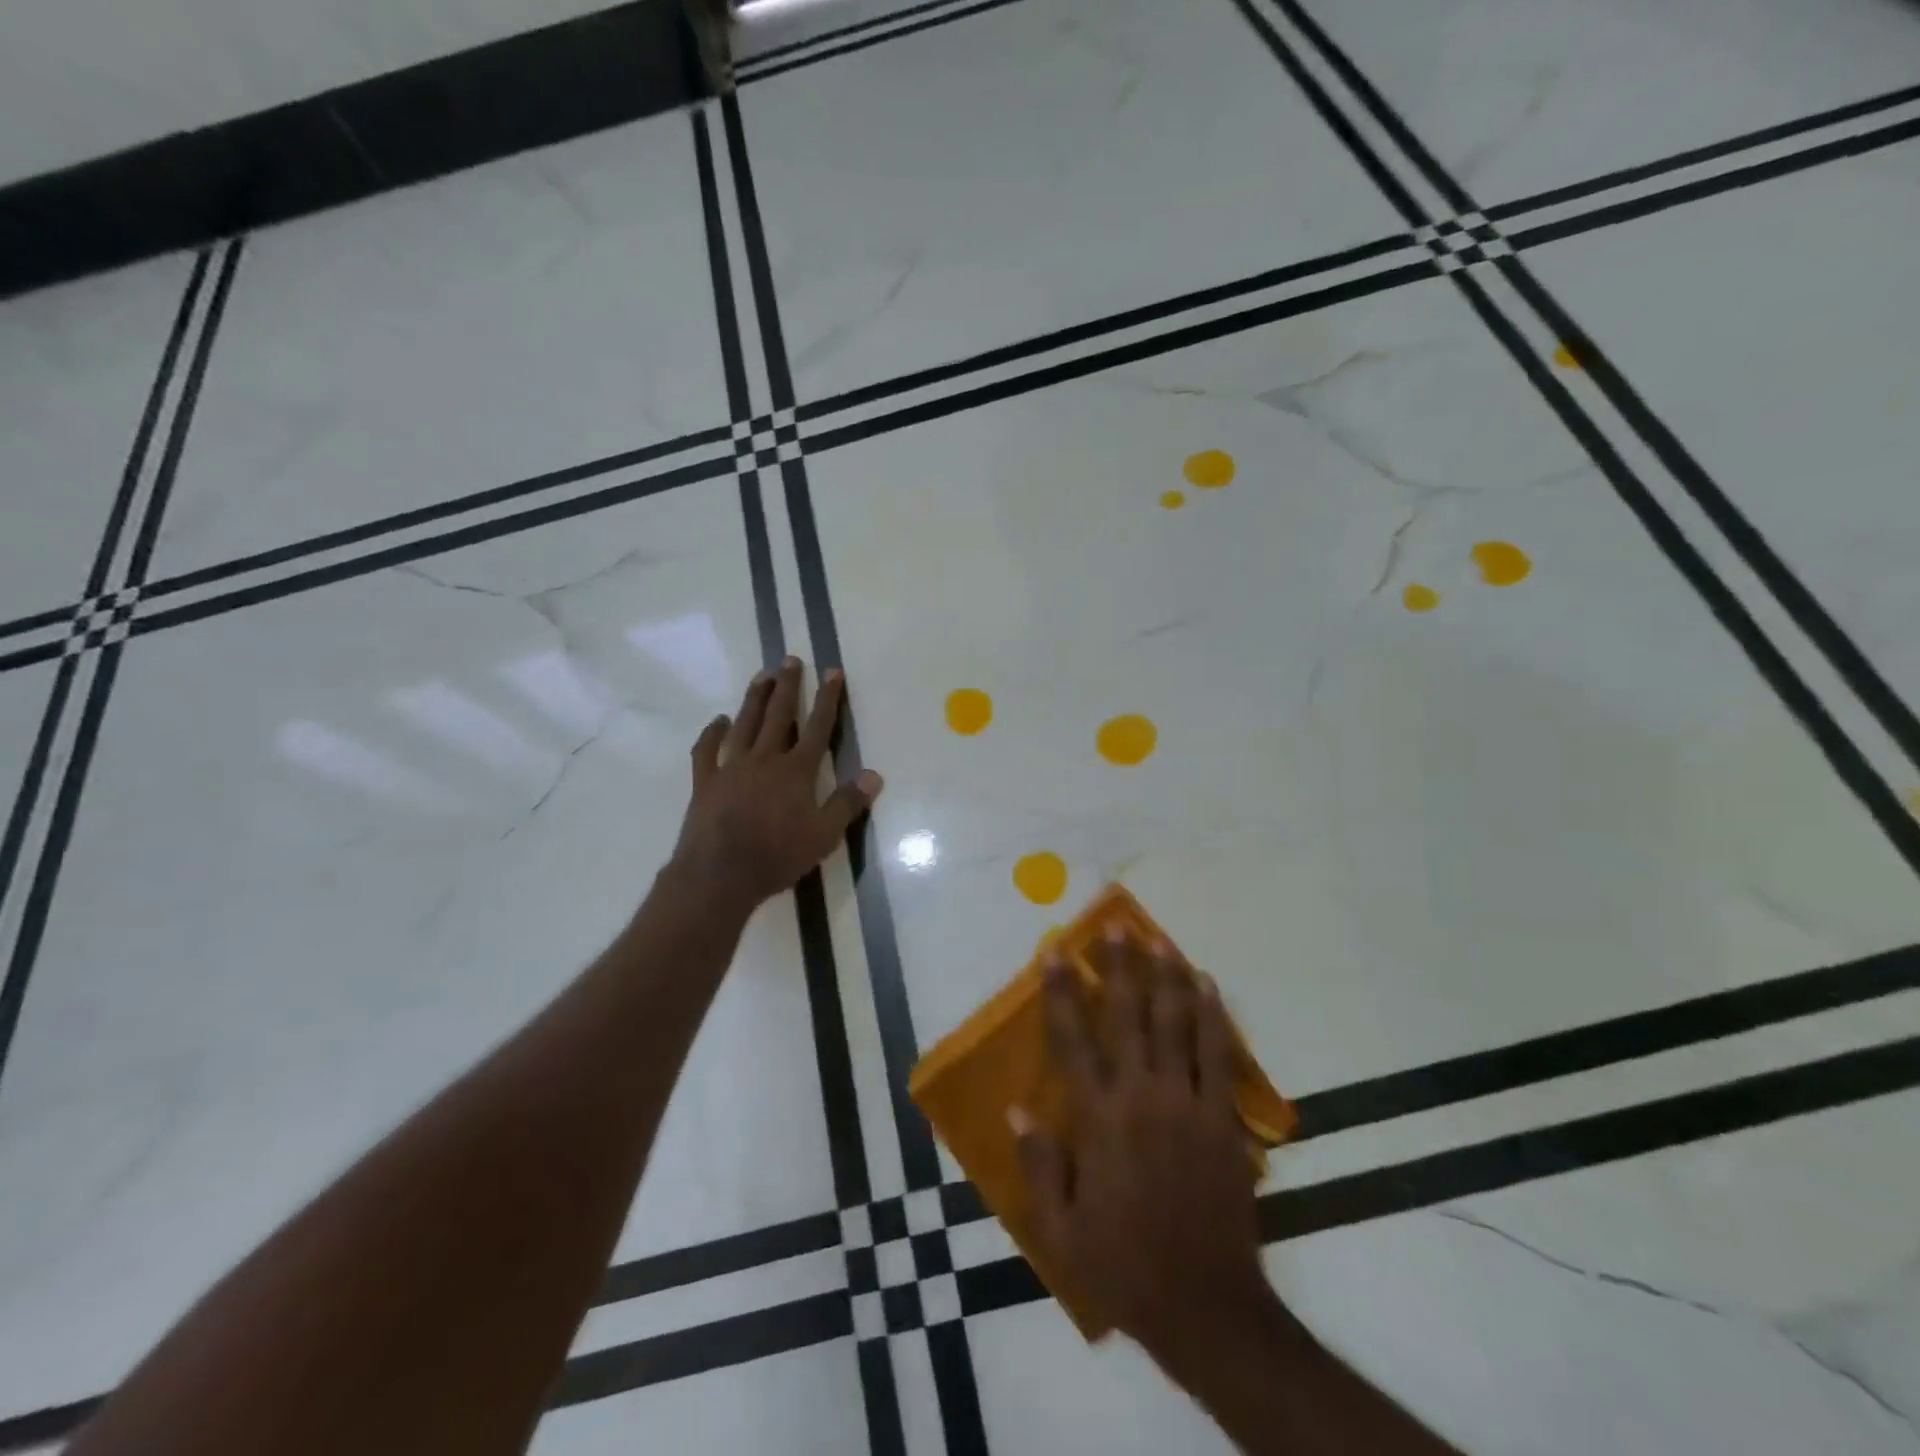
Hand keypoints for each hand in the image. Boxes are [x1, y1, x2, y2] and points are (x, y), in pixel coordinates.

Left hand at [669, 657, 882, 912]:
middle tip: (790, 659)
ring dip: (754, 698)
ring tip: (762, 676)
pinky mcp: (706, 782)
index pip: (818, 727)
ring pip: (745, 723)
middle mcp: (764, 759)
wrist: (719, 875)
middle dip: (787, 686)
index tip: (832, 672)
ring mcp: (731, 767)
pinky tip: (718, 721)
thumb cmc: (777, 856)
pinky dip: (713, 733)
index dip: (828, 699)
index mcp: (796, 771)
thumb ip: (848, 803)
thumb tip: (874, 775)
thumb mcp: (824, 835)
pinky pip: (707, 750)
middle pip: (778, 715)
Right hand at [1014, 935, 1277, 1364]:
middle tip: (1114, 926)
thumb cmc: (1123, 1267)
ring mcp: (1188, 1105)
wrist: (1207, 1308)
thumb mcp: (1060, 1230)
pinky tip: (1208, 986)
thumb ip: (1038, 1163)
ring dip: (1167, 978)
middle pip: (1129, 1017)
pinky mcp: (1222, 1120)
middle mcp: (1142, 1098)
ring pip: (1177, 1025)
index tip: (1055, 954)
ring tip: (1159, 940)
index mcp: (1098, 1120)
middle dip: (1119, 967)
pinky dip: (1213, 1016)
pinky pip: (1218, 1055)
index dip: (1062, 993)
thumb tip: (1016, 1106)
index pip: (1073, 1040)